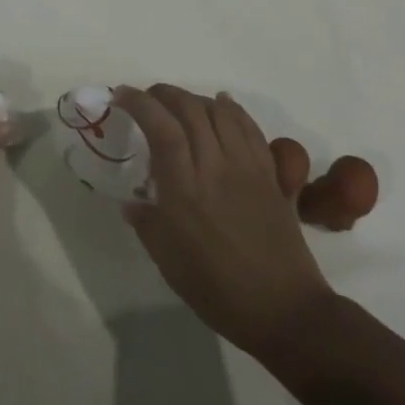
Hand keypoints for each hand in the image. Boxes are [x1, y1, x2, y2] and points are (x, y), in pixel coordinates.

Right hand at [117, 84, 331, 357]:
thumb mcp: (168, 262)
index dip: (140, 103)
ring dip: (194, 98)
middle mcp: (216, 168)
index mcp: (185, 190)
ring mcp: (247, 167)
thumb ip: (146, 224)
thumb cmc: (218, 290)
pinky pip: (249, 127)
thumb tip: (130, 202)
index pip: (162, 128)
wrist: (285, 310)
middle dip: (164, 93)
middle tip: (146, 98)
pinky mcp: (270, 173)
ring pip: (220, 112)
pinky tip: (221, 105)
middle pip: (190, 109)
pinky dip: (231, 108)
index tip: (120, 95)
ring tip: (179, 104)